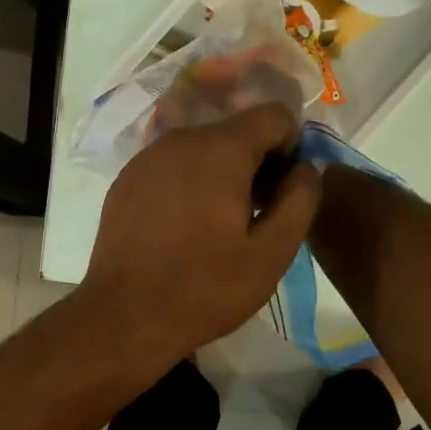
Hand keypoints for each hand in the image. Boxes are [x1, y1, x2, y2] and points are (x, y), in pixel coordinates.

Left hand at [78, 102, 321, 369]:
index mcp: (220, 148)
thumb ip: (300, 199)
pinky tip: (185, 227)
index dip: (292, 147)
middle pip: (236, 131)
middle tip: (258, 215)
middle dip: (257, 163)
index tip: (285, 190)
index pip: (273, 115)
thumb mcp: (272, 252)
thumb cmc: (205, 286)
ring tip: (221, 225)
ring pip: (202, 148)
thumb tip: (306, 167)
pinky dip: (189, 183)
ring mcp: (147, 157)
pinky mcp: (126, 179)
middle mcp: (181, 139)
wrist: (125, 314)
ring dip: (222, 174)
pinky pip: (172, 166)